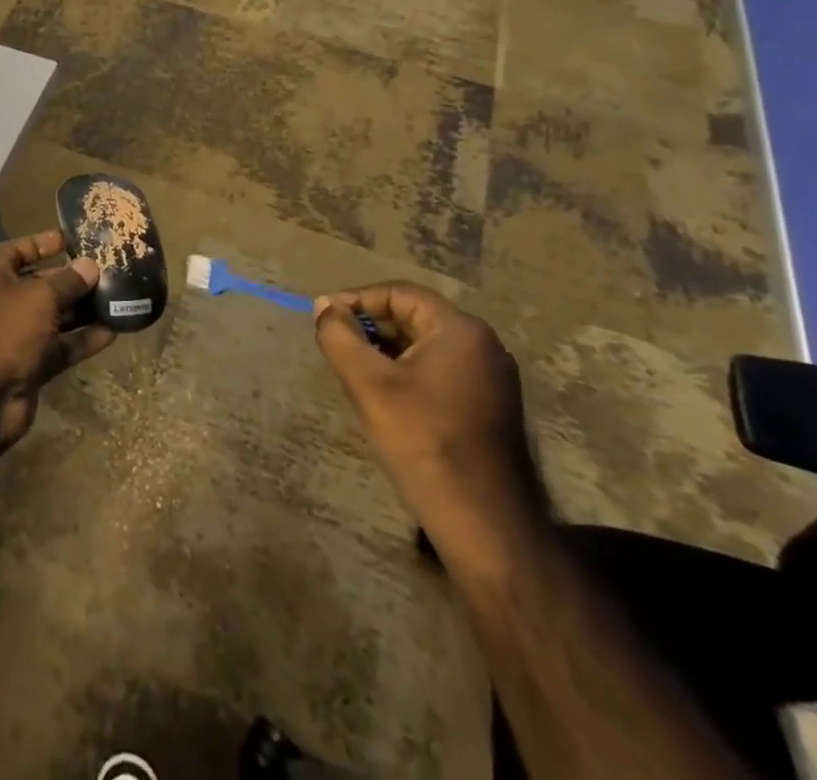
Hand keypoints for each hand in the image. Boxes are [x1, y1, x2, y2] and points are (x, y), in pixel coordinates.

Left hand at [0, 230, 114, 451]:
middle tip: (111, 270)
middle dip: (73, 278)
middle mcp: (3, 300)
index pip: (21, 248)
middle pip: (42, 283)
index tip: (74, 237)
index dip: (45, 242)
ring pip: (55, 316)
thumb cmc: (2, 330)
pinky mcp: (30, 365)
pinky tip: (113, 332)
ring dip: (83, 310)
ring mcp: (16, 335)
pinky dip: (83, 340)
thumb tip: (89, 265)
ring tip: (120, 298)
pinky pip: (61, 347)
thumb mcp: (38, 297)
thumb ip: (67, 281)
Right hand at [313, 283, 542, 561]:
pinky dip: (409, 373)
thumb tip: (323, 306)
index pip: (398, 294)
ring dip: (387, 351)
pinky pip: (441, 371)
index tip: (323, 318)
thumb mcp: (367, 383)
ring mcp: (493, 378)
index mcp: (460, 330)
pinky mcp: (491, 406)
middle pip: (414, 317)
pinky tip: (387, 398)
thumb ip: (339, 335)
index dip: (356, 301)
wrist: (482, 521)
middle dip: (371, 327)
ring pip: (426, 346)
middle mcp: (484, 345)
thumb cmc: (422, 440)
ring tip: (355, 371)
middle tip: (336, 346)